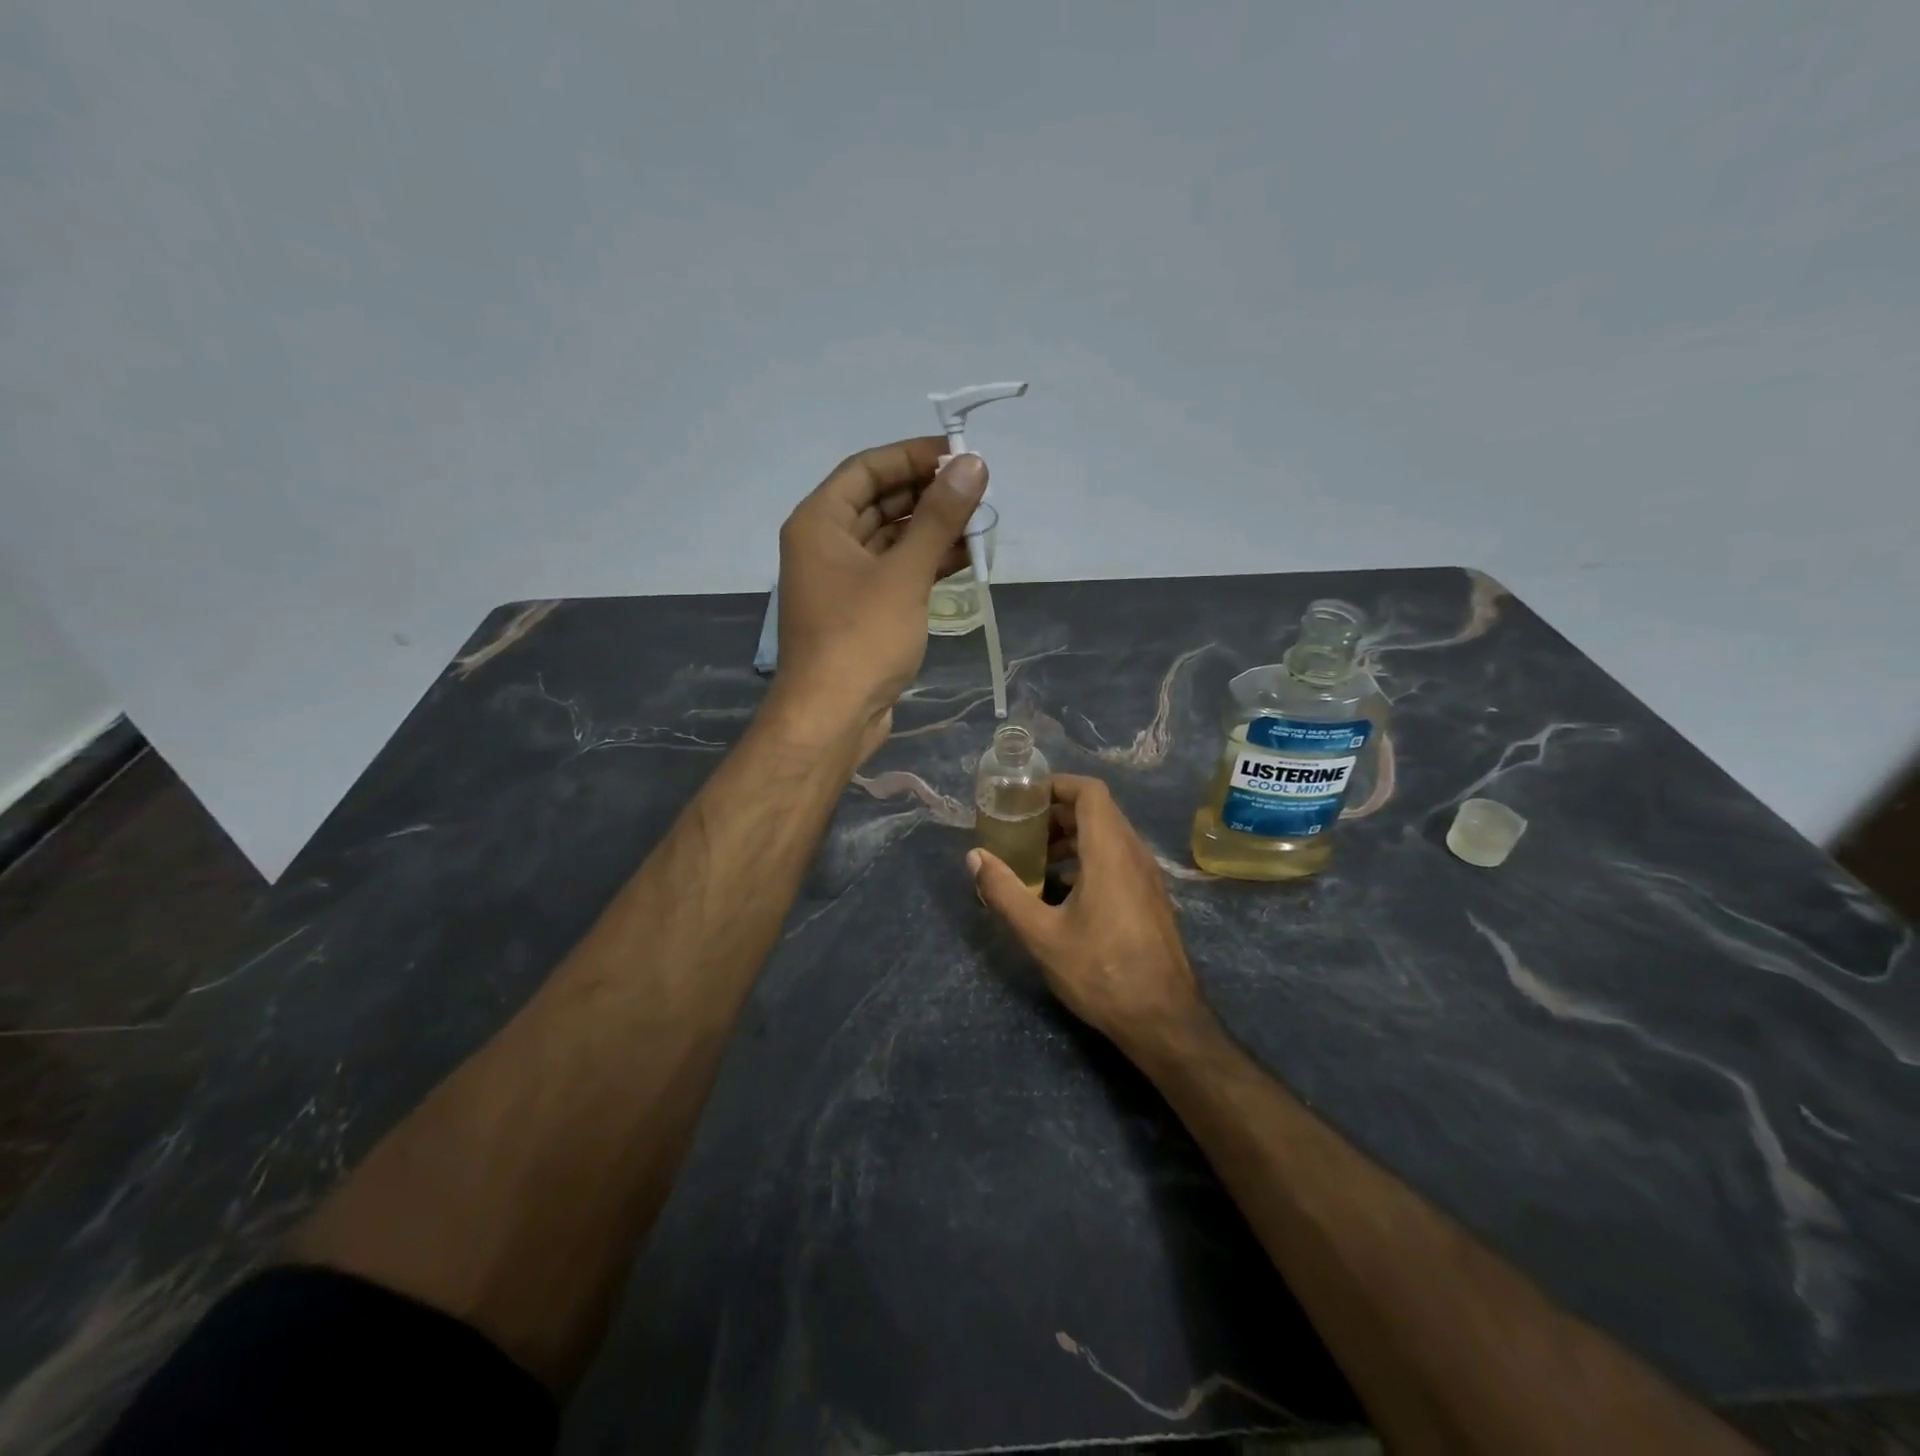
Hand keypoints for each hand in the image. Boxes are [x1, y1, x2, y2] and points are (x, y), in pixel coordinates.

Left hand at [775, 439, 988, 761]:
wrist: (832, 718)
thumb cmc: (861, 639)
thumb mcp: (904, 574)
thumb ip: (939, 518)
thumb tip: (973, 464)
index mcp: (819, 523)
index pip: (866, 469)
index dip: (912, 456)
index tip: (960, 456)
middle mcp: (826, 545)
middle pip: (880, 502)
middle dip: (928, 494)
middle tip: (978, 489)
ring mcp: (844, 581)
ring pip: (891, 539)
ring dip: (933, 529)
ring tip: (981, 520)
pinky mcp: (862, 612)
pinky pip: (896, 572)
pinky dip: (927, 563)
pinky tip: (966, 557)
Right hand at [968, 775, 1205, 1053]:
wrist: (1164, 1020)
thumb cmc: (1101, 972)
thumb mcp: (1042, 935)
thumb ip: (1004, 892)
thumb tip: (975, 857)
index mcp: (1110, 852)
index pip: (1090, 792)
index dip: (1057, 784)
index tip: (1025, 796)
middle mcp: (1133, 854)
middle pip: (1098, 811)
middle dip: (1057, 812)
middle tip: (1021, 828)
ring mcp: (1146, 876)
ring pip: (1108, 836)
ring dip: (1072, 838)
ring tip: (1036, 860)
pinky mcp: (1149, 897)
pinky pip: (1117, 858)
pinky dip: (1087, 858)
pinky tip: (1061, 890)